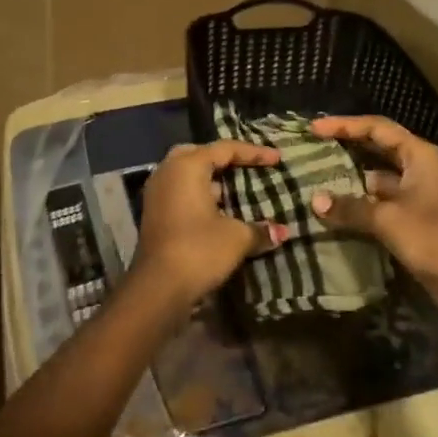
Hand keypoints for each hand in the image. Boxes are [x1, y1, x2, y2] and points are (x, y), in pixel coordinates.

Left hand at [134, 141, 287, 305]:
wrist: (158, 287)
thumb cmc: (199, 250)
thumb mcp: (236, 238)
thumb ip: (259, 229)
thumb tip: (282, 232)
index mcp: (187, 166)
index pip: (224, 149)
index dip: (253, 153)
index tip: (277, 160)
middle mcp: (168, 172)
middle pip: (200, 154)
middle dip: (225, 159)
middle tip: (248, 167)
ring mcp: (157, 193)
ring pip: (187, 174)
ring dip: (212, 179)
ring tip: (238, 189)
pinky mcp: (155, 213)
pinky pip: (181, 192)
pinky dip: (201, 194)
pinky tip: (220, 210)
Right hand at [308, 116, 437, 307]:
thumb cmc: (433, 238)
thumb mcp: (387, 219)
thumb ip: (350, 207)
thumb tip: (314, 200)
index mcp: (420, 155)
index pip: (377, 128)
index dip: (345, 125)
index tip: (315, 128)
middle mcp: (420, 167)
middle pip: (378, 146)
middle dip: (347, 144)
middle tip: (314, 144)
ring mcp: (418, 192)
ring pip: (377, 174)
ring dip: (351, 174)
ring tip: (318, 173)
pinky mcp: (413, 216)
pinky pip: (380, 198)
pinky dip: (359, 199)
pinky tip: (336, 205)